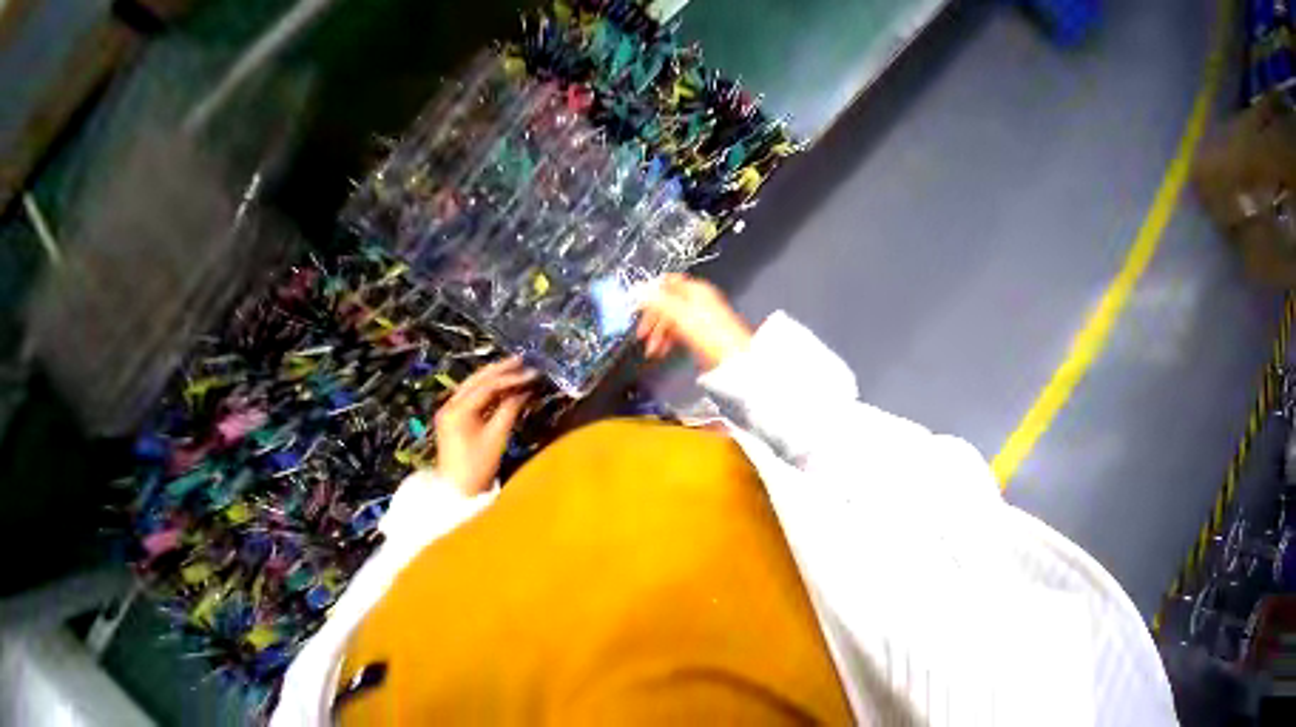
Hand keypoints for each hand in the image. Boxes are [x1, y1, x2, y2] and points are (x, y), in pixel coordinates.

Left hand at [434, 357, 536, 495]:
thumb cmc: (478, 464)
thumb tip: (526, 389)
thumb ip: (511, 408)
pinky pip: (476, 395)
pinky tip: (507, 385)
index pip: (488, 386)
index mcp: (458, 410)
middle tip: (522, 360)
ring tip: (517, 367)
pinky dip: (492, 389)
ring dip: (496, 376)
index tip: (532, 373)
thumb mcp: (498, 435)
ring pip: (476, 385)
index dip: (511, 378)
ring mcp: (452, 410)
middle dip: (501, 369)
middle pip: (478, 380)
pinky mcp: (457, 416)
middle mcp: (451, 405)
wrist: (458, 490)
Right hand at [637, 274, 752, 372]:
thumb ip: (658, 301)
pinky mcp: (700, 333)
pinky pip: (678, 332)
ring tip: (652, 350)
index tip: (637, 306)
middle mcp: (697, 300)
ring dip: (658, 334)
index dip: (650, 293)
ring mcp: (699, 317)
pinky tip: (662, 351)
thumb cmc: (712, 336)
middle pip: (666, 303)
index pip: (666, 282)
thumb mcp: (681, 315)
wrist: (733, 360)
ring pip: (671, 320)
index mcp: (695, 290)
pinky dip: (668, 340)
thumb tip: (639, 289)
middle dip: (652, 319)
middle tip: (642, 335)